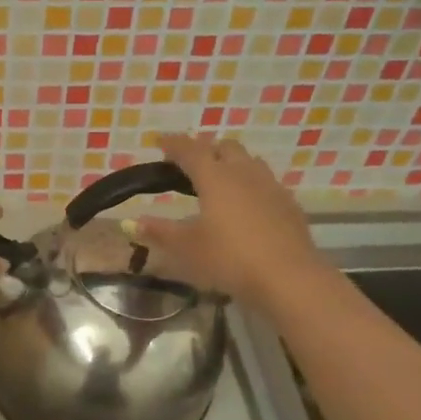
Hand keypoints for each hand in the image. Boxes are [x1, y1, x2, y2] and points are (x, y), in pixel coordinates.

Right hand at [137, 135, 327, 313]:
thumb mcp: (187, 249)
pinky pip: (266, 183)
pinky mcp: (289, 205)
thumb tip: (132, 223)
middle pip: (225, 147)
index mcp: (215, 178)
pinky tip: (246, 206)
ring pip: (250, 162)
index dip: (173, 143)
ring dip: (232, 164)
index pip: (190, 150)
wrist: (289, 278)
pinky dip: (250, 185)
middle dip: (206, 149)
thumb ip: (160, 232)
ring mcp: (271, 187)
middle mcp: (244, 174)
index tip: (160, 141)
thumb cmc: (229, 259)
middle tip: (191, 164)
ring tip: (219, 182)